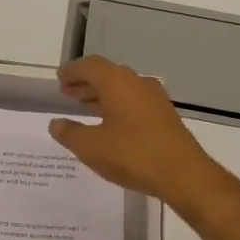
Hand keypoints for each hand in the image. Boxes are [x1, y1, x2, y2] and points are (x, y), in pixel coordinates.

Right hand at [48, 55, 236, 219]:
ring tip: (83, 106)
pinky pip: (134, 102)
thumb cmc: (132, 155)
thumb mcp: (91, 147)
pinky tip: (109, 123)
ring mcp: (154, 98)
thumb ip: (69, 133)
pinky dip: (116, 106)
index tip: (59, 78)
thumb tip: (56, 124)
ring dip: (101, 95)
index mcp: (117, 82)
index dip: (72, 71)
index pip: (90, 66)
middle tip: (67, 92)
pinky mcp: (164, 115)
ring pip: (122, 89)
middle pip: (107, 75)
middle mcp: (137, 82)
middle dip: (85, 82)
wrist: (182, 174)